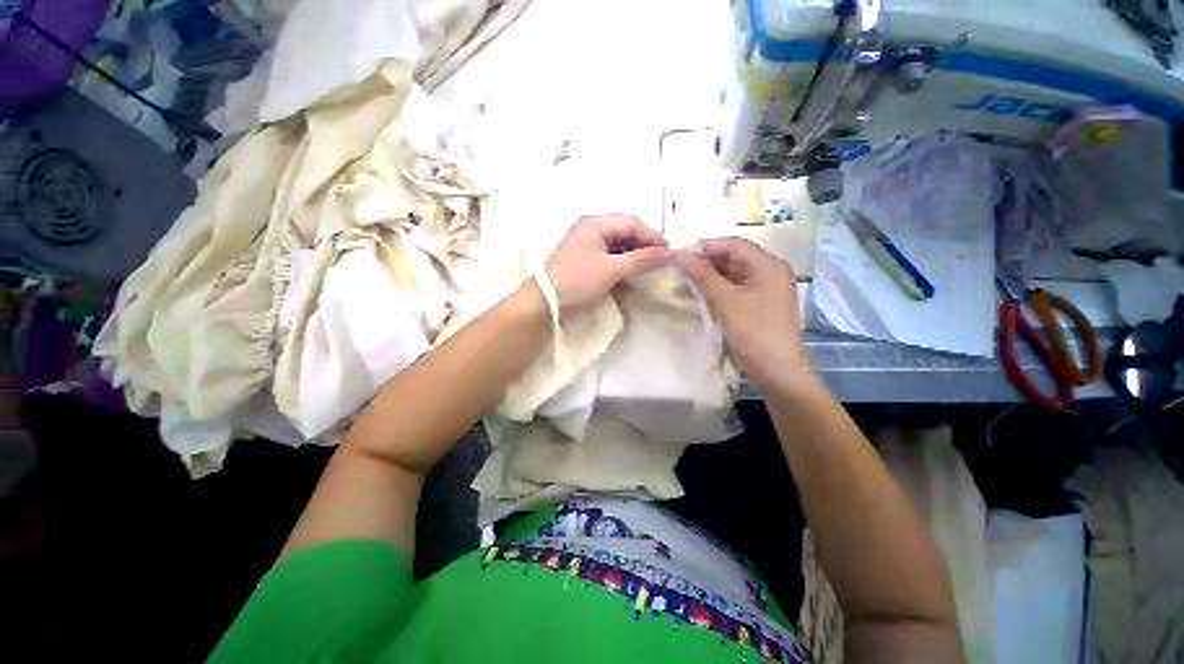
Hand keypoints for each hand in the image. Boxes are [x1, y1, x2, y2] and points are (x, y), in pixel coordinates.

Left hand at [545, 214, 669, 309]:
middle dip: (644, 244)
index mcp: (596, 223)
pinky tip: (631, 271)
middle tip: (661, 260)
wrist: (546, 299)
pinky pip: (610, 254)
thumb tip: (669, 253)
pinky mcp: (585, 257)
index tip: (669, 253)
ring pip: (618, 243)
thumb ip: (641, 260)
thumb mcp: (612, 269)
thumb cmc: (578, 279)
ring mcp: (587, 243)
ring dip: (634, 254)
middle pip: (625, 231)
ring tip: (649, 267)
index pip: (632, 222)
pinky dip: (622, 261)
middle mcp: (592, 228)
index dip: (652, 236)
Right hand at [677, 237, 810, 388]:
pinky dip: (719, 288)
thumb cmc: (753, 332)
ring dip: (710, 276)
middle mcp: (770, 272)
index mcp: (768, 264)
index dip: (705, 246)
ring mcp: (766, 289)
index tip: (679, 254)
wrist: (777, 371)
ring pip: (733, 274)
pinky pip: (736, 288)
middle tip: (679, 269)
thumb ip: (702, 275)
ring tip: (686, 281)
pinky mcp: (760, 304)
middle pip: (734, 257)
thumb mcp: (724, 301)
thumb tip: (679, 255)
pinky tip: (702, 294)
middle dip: (706, 261)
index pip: (732, 244)